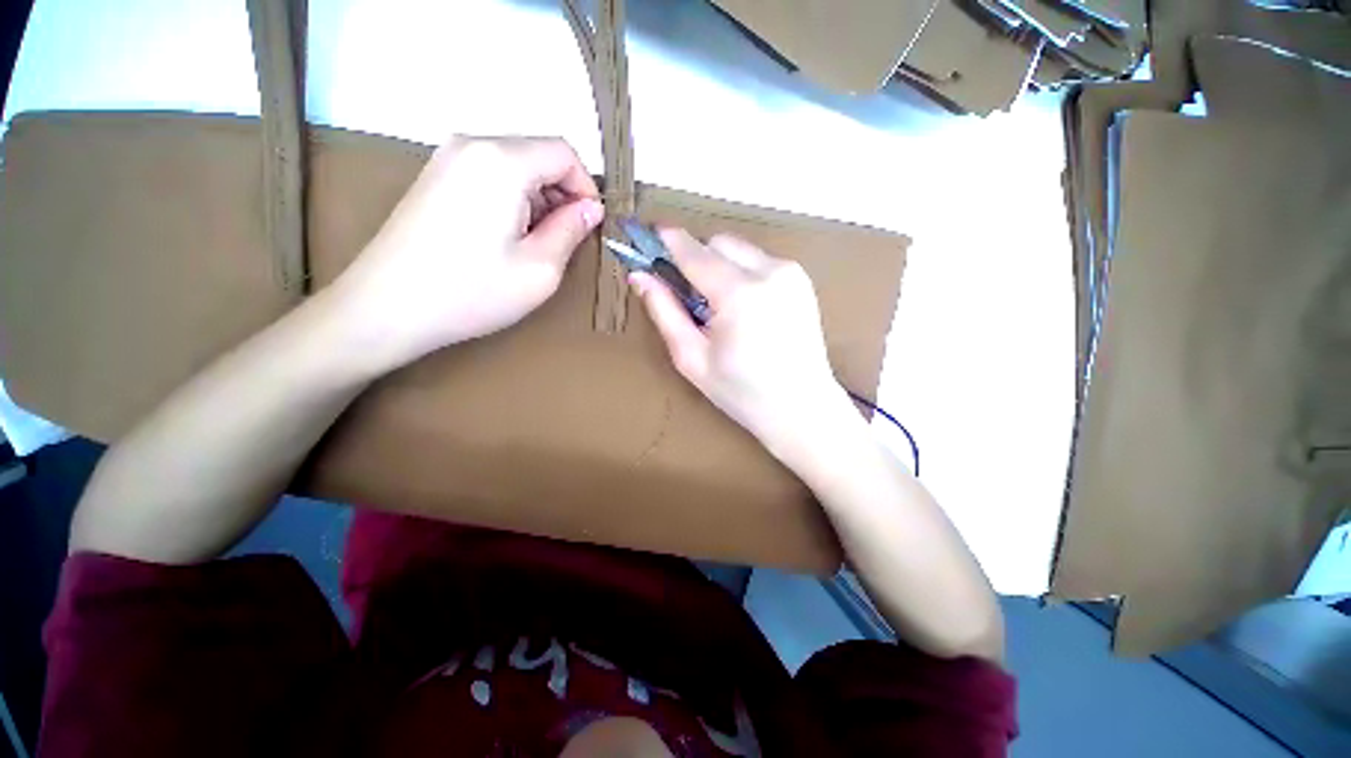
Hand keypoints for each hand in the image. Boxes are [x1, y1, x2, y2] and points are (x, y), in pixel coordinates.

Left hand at [332, 136, 602, 371]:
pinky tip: (506, 238)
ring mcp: (447, 159)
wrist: (385, 308)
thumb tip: (590, 209)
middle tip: (566, 240)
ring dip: (538, 200)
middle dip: (562, 194)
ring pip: (514, 166)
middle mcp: (471, 145)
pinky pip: (489, 175)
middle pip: (537, 155)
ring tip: (536, 244)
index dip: (586, 187)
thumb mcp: (540, 268)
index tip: (590, 225)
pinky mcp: (434, 178)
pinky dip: (512, 200)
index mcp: (502, 161)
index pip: (563, 153)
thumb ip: (571, 230)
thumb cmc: (472, 291)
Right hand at [632, 229, 857, 457]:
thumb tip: (639, 276)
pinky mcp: (801, 280)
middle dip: (696, 258)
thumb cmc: (741, 392)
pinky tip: (744, 308)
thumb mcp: (692, 358)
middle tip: (687, 293)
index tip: (647, 237)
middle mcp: (769, 271)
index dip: (667, 241)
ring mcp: (791, 273)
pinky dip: (742, 274)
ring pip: (739, 249)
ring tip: (719, 307)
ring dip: (720, 266)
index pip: (693, 251)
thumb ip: (664, 311)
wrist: (802, 409)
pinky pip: (759, 261)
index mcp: (739, 294)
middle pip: (718, 242)